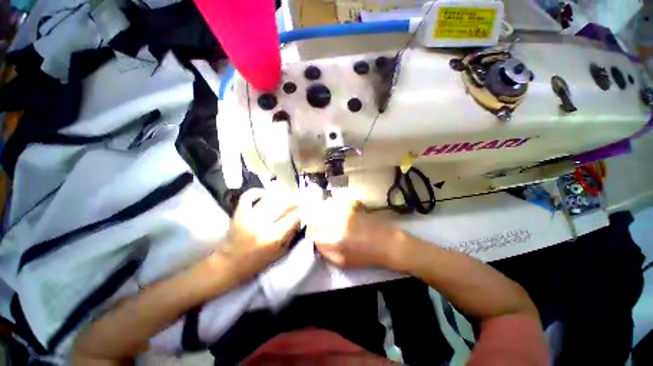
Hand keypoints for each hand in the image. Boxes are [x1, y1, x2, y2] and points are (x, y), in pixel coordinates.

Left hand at [217, 188, 300, 280]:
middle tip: (301, 197)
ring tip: (287, 195)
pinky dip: (257, 192)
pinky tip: (265, 194)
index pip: (294, 217)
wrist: (229, 265)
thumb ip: (291, 235)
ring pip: (269, 198)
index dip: (304, 208)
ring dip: (281, 195)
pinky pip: (248, 197)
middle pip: (283, 204)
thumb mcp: (280, 253)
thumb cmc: (258, 262)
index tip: (310, 203)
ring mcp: (249, 217)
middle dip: (295, 199)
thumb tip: (300, 218)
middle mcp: (262, 224)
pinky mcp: (238, 213)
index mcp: (274, 237)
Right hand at [304, 198, 401, 267]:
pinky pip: (335, 202)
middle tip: (318, 225)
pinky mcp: (352, 204)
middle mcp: (338, 222)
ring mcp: (345, 211)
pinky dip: (332, 205)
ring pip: (323, 207)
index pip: (311, 232)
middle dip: (313, 221)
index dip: (310, 233)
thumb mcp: (342, 262)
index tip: (313, 234)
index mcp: (334, 240)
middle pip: (315, 216)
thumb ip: (325, 252)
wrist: (386, 243)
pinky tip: (335, 211)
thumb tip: (314, 241)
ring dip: (321, 212)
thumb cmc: (365, 255)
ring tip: (326, 217)